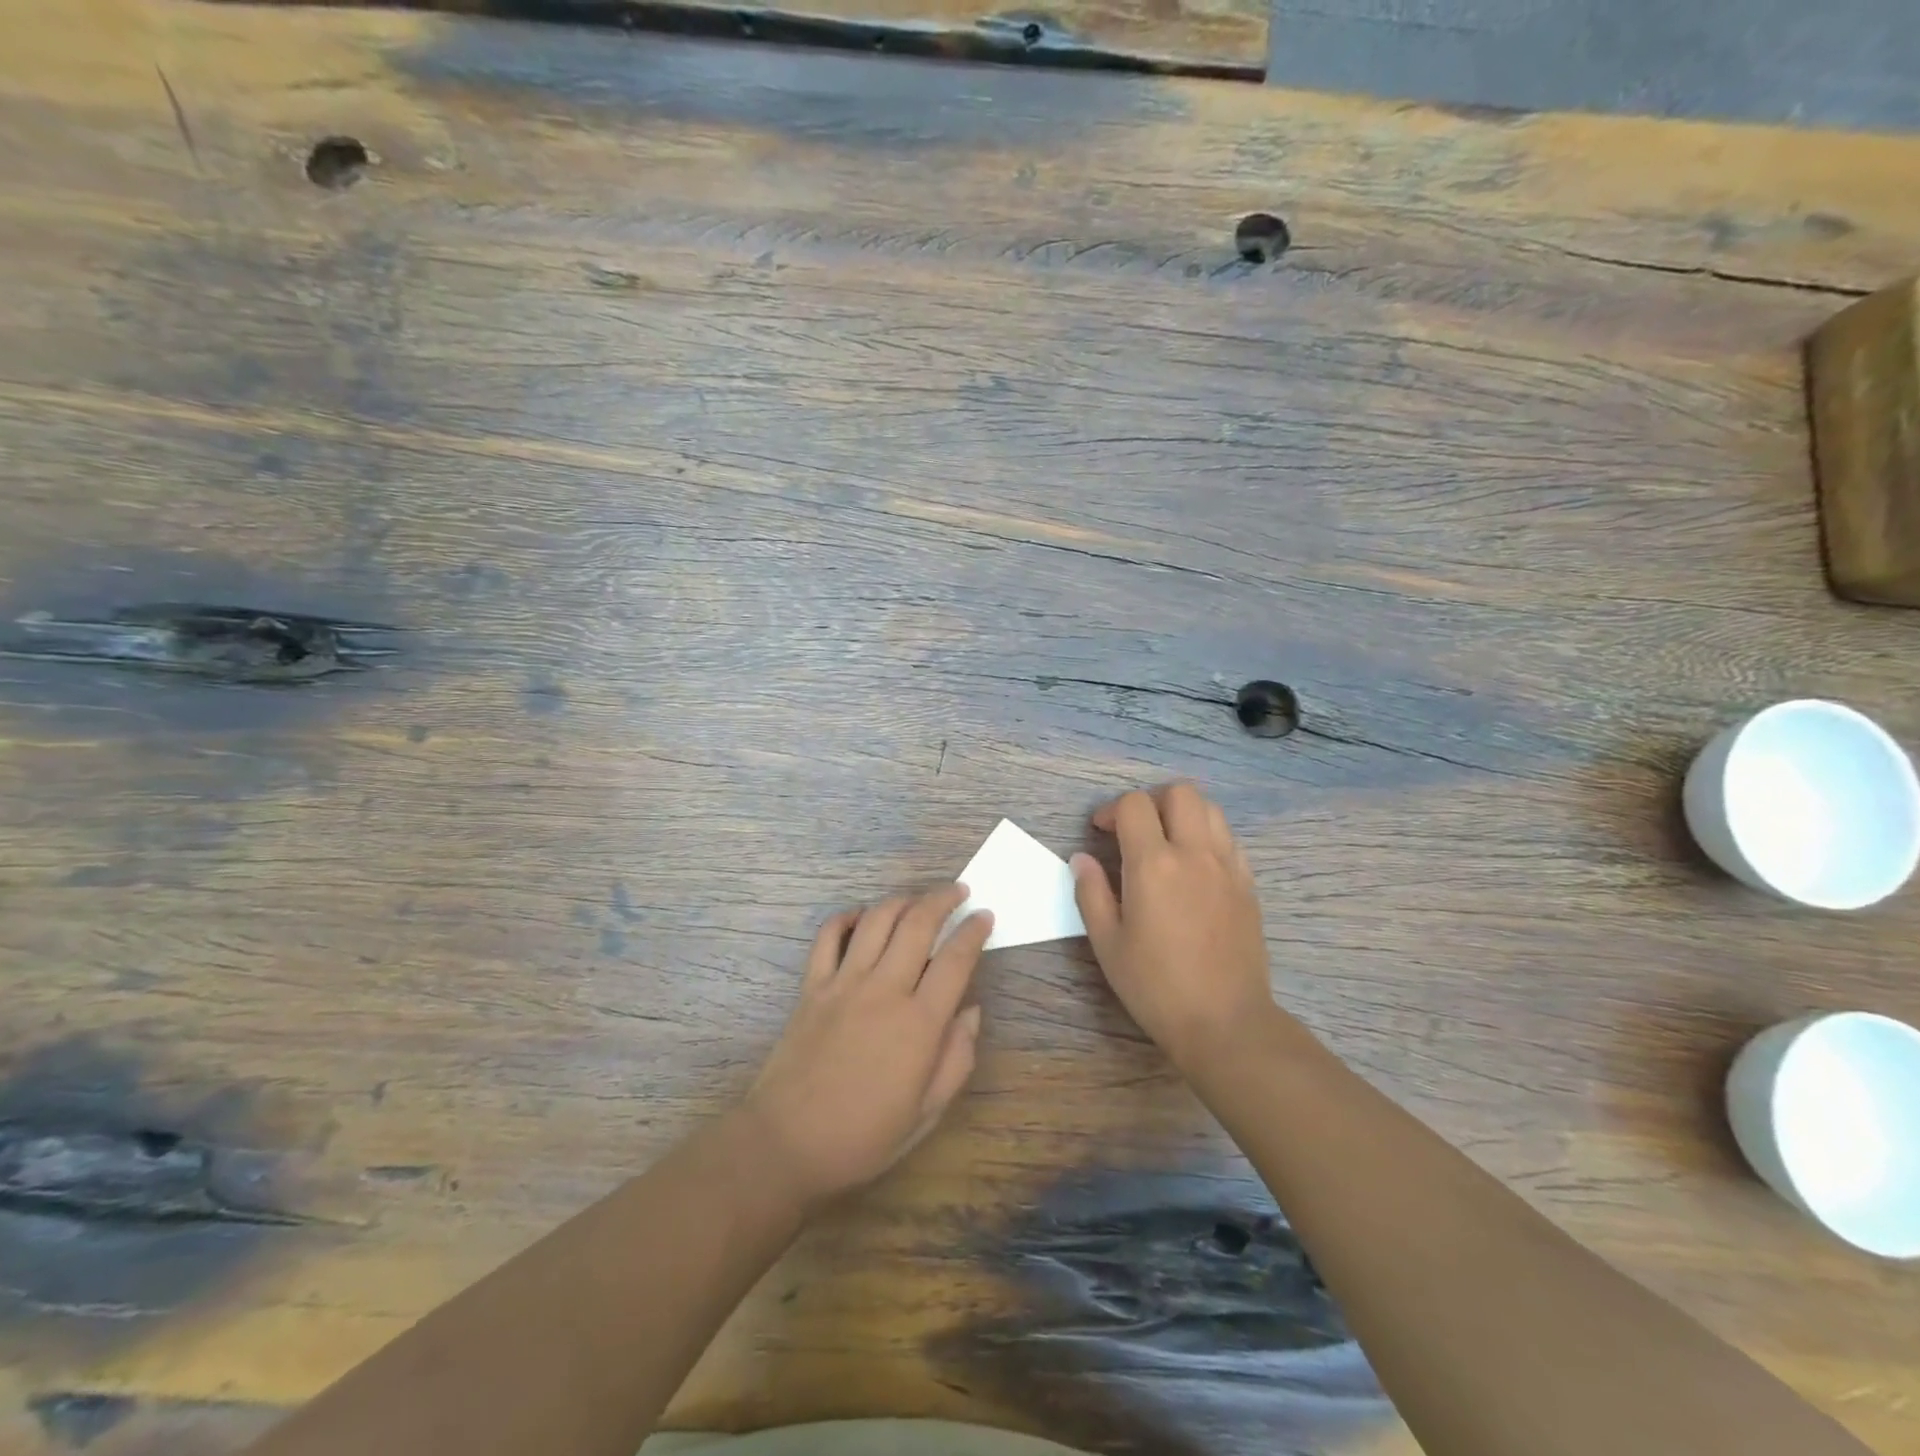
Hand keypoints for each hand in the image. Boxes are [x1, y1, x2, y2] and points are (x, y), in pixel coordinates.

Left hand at [742, 885, 991, 1205]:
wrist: (787, 1143)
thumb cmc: (864, 1136)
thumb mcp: (927, 1113)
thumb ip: (956, 1058)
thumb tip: (971, 1011)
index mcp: (919, 1023)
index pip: (956, 959)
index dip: (974, 930)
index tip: (984, 915)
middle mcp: (885, 990)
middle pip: (918, 924)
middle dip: (943, 899)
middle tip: (957, 891)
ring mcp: (844, 983)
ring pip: (877, 919)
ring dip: (902, 900)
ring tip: (918, 899)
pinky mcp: (812, 985)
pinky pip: (830, 935)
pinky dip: (848, 917)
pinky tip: (863, 917)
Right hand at [1071, 784, 1277, 1070]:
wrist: (1225, 1022)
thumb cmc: (1156, 986)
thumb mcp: (1108, 943)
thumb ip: (1091, 893)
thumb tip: (1082, 858)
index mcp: (1154, 864)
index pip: (1134, 805)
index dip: (1112, 810)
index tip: (1101, 833)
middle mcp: (1194, 853)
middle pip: (1179, 792)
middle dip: (1152, 800)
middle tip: (1135, 829)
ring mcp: (1227, 866)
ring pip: (1210, 809)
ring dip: (1183, 813)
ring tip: (1166, 842)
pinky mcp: (1248, 884)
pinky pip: (1229, 839)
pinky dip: (1208, 837)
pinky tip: (1194, 867)